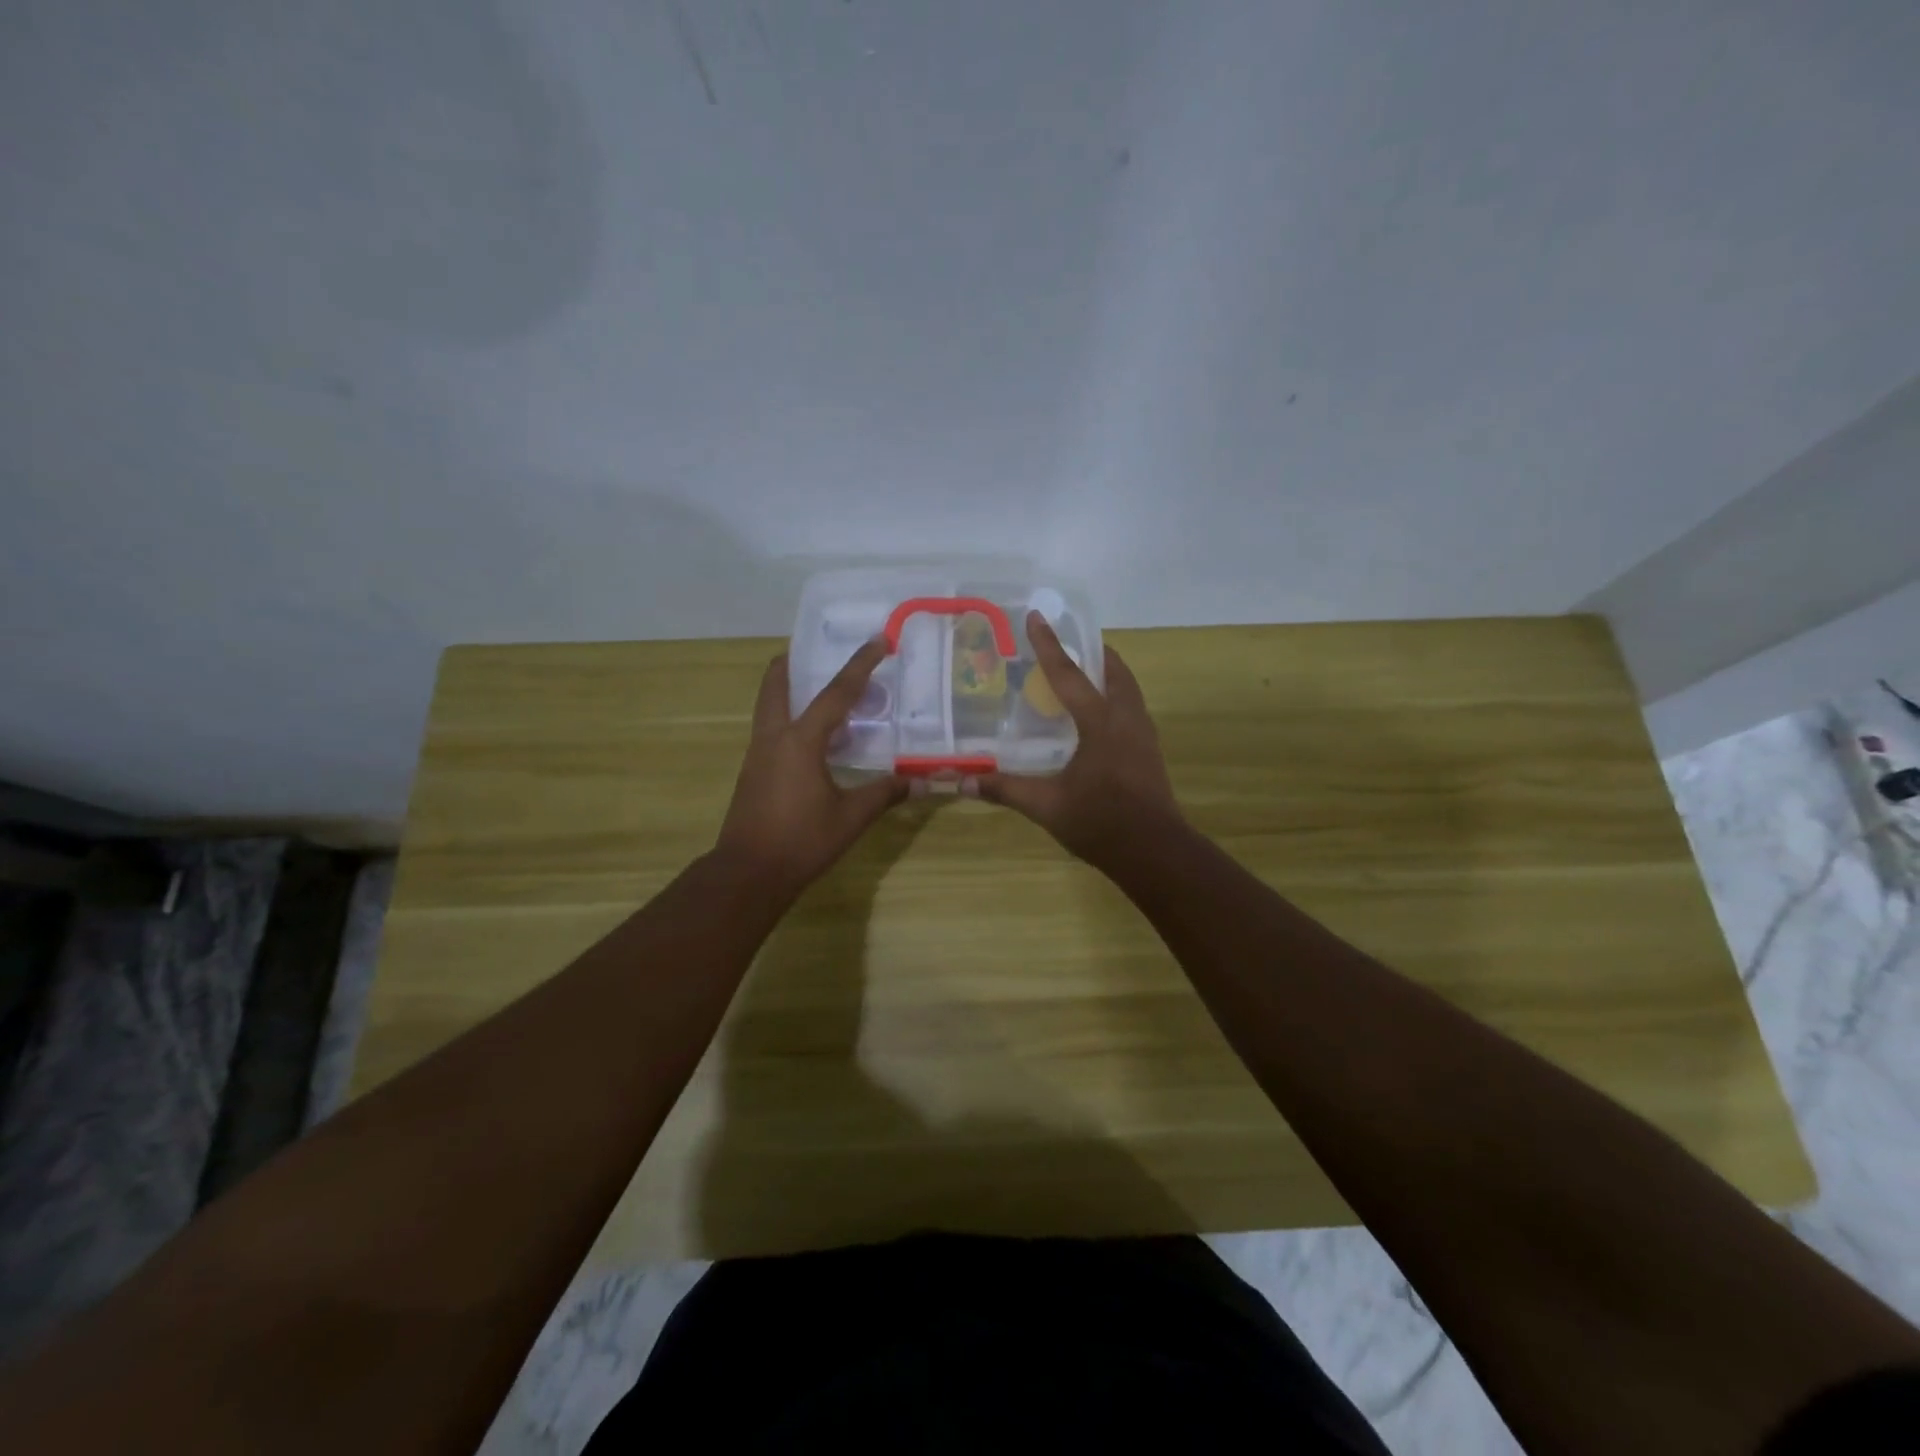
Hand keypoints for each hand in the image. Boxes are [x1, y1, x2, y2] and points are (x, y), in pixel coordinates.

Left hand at [715, 640, 907, 899]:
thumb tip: (923, 780)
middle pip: (777, 684)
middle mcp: (774, 737)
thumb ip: (886, 793)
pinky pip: (771, 729)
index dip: (860, 665)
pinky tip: (812, 736)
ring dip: (789, 689)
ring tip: (818, 688)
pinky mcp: (753, 772)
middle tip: (817, 650)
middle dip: (794, 662)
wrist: (748, 873)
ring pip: (769, 706)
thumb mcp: (851, 817)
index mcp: (800, 740)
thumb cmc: (801, 841)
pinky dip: (789, 717)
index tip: (878, 641)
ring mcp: (758, 754)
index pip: (836, 693)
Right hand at [968, 613, 1182, 867]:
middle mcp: (1126, 719)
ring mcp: (1143, 736)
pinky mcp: (1150, 753)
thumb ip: (1005, 790)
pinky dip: (1115, 699)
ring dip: (1109, 675)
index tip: (1037, 616)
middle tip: (1071, 644)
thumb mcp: (1047, 806)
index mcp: (1100, 723)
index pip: (1069, 674)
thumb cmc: (1101, 822)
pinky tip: (1100, 719)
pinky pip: (1132, 710)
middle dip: (1094, 653)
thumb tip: (962, 782)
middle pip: (1114, 672)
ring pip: (1128, 690)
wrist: (1155, 852)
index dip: (1049, 645)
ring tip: (1087, 675)